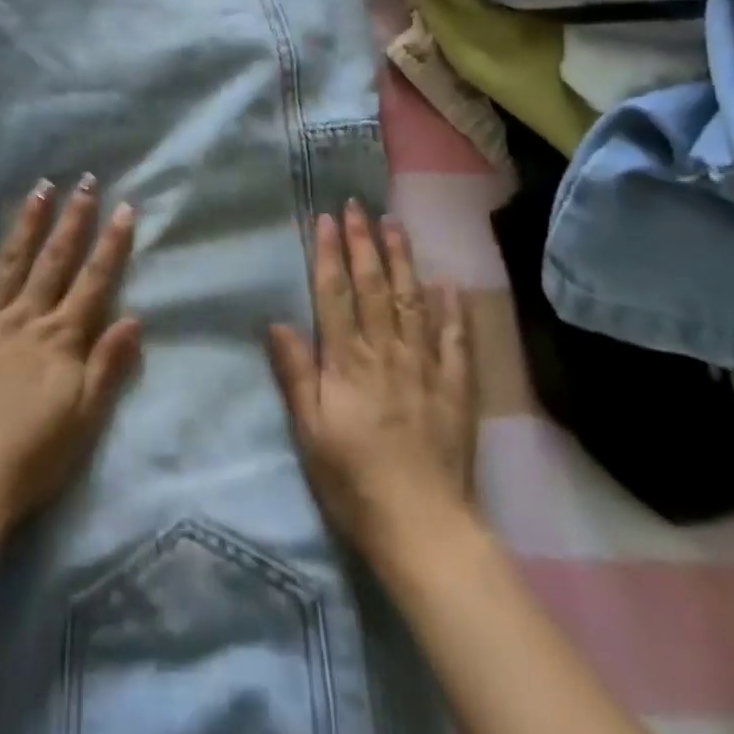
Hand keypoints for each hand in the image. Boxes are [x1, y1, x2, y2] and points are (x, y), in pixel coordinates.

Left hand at [0, 175, 143, 526]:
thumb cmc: (34, 456)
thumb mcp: (85, 418)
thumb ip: (108, 365)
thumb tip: (134, 318)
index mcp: (61, 338)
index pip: (93, 280)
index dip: (111, 244)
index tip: (124, 207)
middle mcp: (26, 319)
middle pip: (54, 260)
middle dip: (72, 219)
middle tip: (83, 180)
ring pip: (11, 263)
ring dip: (27, 225)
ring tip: (39, 189)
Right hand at [268, 201, 475, 556]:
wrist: (422, 527)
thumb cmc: (353, 480)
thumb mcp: (309, 431)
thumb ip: (296, 373)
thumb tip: (277, 321)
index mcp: (347, 361)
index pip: (335, 294)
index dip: (329, 253)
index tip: (326, 218)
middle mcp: (386, 351)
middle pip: (373, 286)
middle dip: (364, 242)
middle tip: (359, 206)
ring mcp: (424, 365)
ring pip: (412, 300)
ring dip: (403, 259)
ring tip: (396, 224)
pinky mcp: (455, 387)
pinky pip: (455, 339)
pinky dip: (453, 309)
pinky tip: (449, 282)